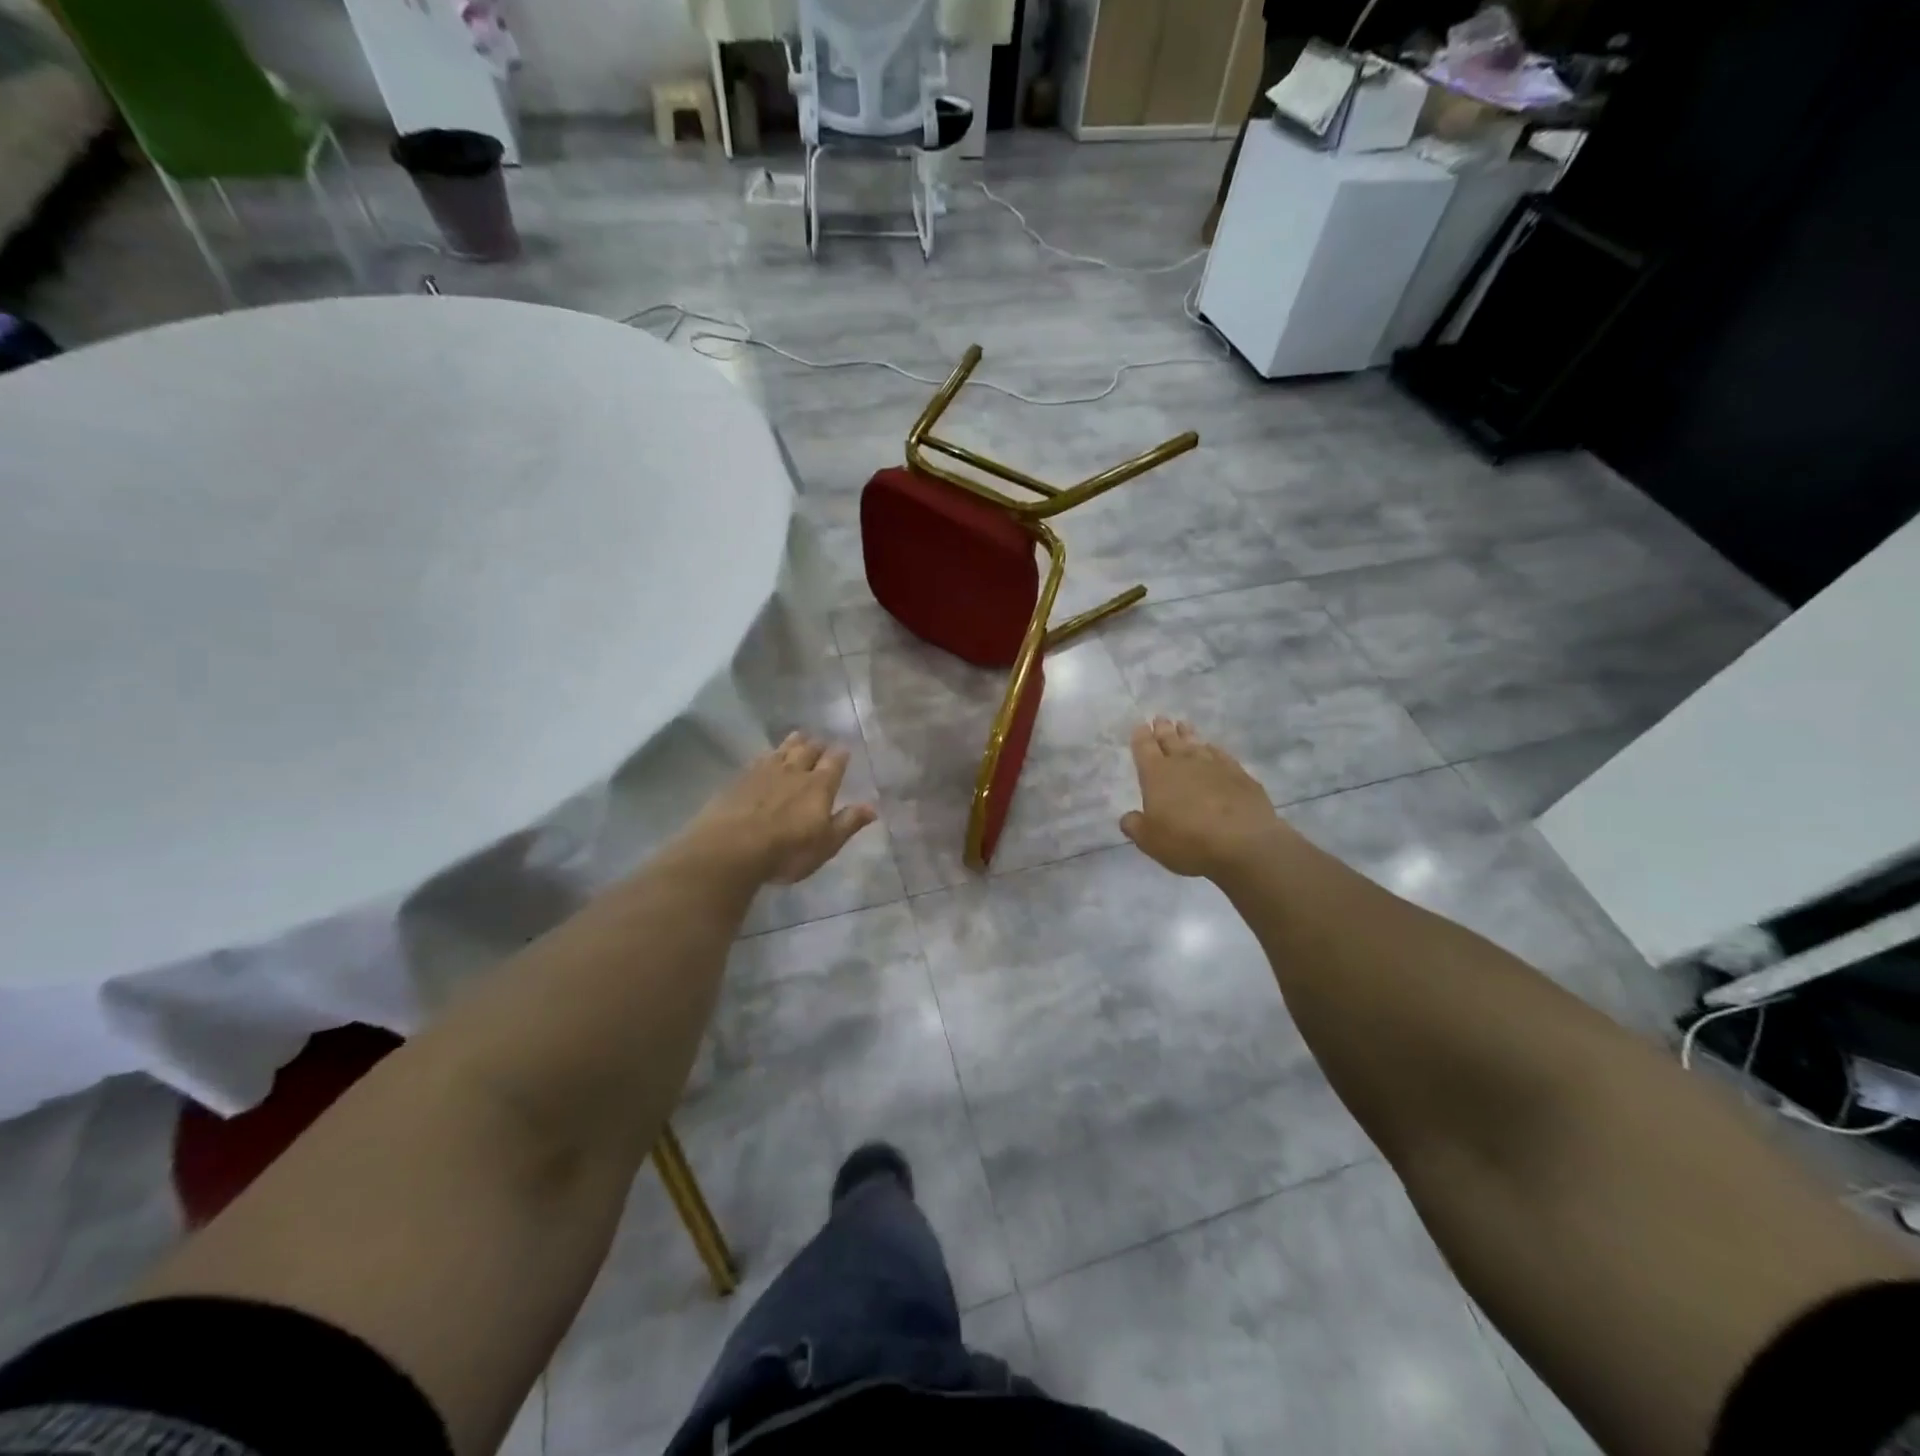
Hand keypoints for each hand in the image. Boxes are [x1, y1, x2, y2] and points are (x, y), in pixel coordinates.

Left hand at [678, 732, 877, 884]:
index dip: (840, 755)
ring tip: (798, 737)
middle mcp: (794, 772)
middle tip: (821, 742)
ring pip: (783, 749)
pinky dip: (768, 754)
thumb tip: (873, 807)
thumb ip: (848, 823)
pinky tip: (766, 756)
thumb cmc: (786, 851)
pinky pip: (759, 758)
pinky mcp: (740, 778)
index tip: (844, 750)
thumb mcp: (825, 844)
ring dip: (793, 742)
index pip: (834, 763)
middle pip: (808, 750)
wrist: (731, 847)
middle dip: (817, 745)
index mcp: (819, 786)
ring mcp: (765, 771)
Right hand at [1120, 717, 1289, 879]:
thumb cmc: (1188, 841)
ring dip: (1188, 734)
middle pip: (1170, 740)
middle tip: (1160, 718)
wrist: (1244, 843)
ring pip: (1196, 743)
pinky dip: (1213, 750)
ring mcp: (1215, 766)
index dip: (1141, 736)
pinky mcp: (1240, 775)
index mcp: (1157, 774)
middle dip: (1163, 729)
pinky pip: (1221, 755)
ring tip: (1183, 725)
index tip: (1140, 725)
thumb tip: (1128, 817)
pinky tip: (1213, 749)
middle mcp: (1184, 763)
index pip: (1145, 748)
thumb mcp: (1150, 841)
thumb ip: (1135, 826)